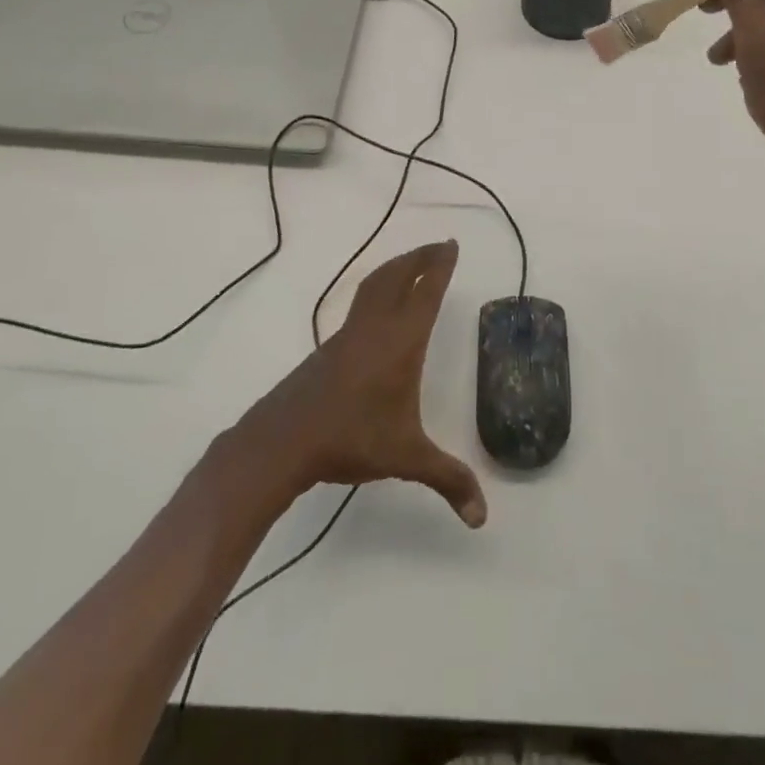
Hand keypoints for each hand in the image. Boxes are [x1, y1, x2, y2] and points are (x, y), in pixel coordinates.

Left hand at [237, 240, 486, 528]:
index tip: (451, 246)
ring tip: (411, 263)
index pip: (425, 293)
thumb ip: (447, 480)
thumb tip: (481, 519)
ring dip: (396, 268)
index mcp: (400, 343)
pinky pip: (359, 305)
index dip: (440, 267)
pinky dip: (376, 290)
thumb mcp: (406, 457)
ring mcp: (347, 335)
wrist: (283, 441)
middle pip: (397, 277)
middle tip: (439, 245)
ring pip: (373, 286)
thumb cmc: (350, 439)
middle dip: (420, 257)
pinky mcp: (328, 347)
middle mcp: (374, 329)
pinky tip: (377, 308)